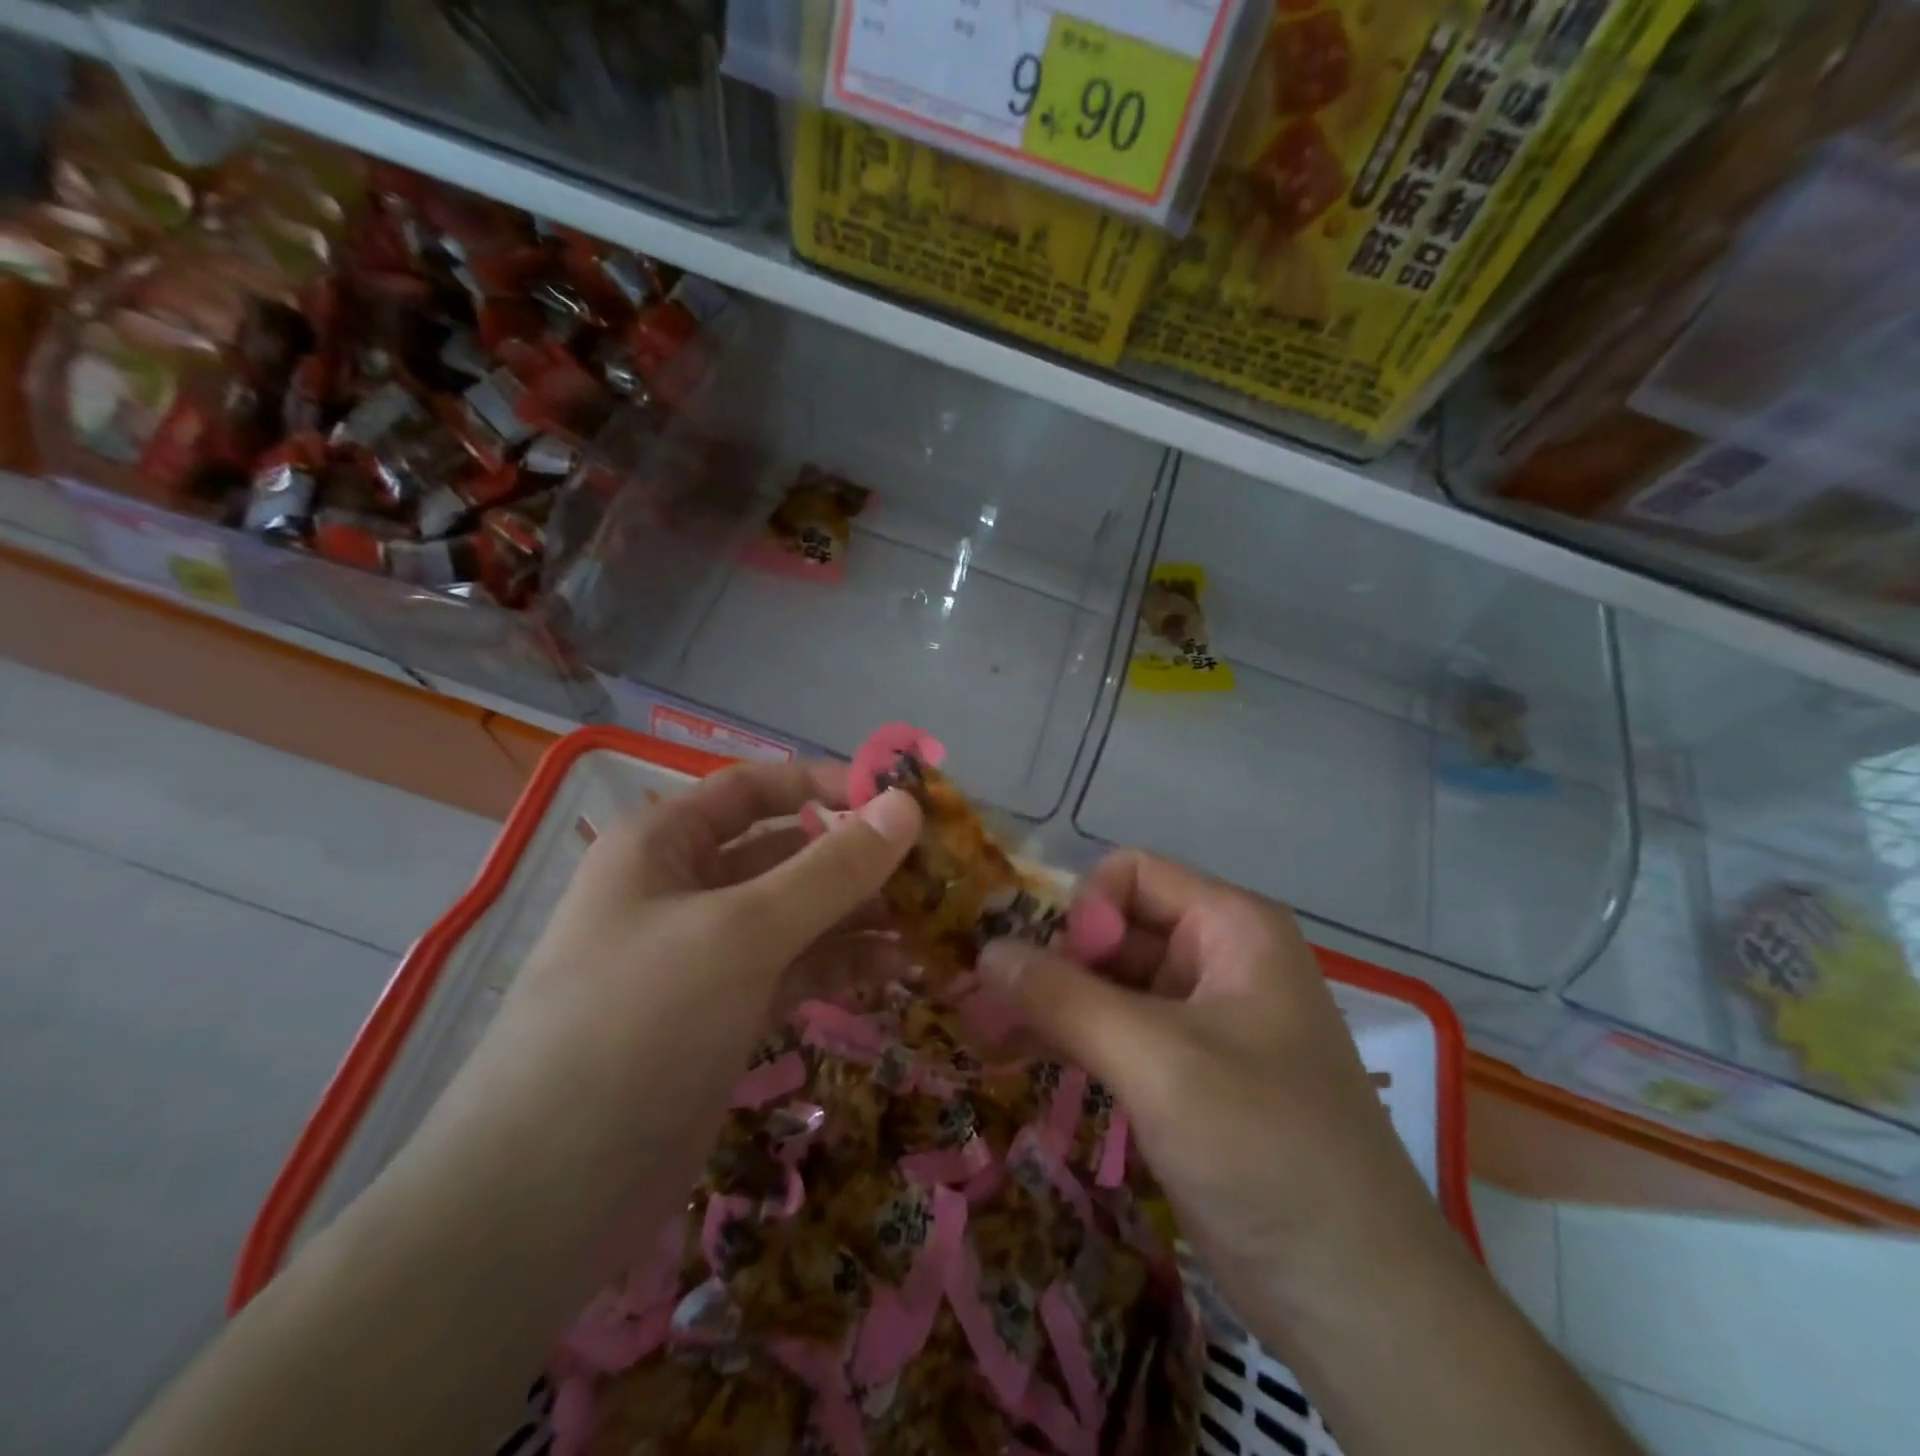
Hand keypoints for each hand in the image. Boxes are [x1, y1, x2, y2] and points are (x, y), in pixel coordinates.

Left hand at [515, 760, 924, 1032]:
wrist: (544, 1198)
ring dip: (860, 915)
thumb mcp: (742, 932)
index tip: (899, 799)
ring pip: (798, 916)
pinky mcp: (726, 1014)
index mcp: (664, 845)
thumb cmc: (638, 1024)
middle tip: (936, 870)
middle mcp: (684, 890)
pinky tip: (897, 969)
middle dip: (856, 859)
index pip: (756, 789)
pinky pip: (796, 970)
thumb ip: (831, 869)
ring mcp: (706, 957)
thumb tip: (907, 806)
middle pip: (786, 853)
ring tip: (931, 923)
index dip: (826, 784)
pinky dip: (843, 965)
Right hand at [978, 850, 1456, 1349]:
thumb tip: (986, 949)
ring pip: (1108, 983)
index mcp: (1232, 927)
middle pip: (1115, 928)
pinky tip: (1017, 1055)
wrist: (1354, 1298)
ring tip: (983, 1030)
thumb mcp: (1157, 1062)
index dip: (1084, 911)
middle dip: (1052, 961)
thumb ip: (1064, 998)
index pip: (1132, 875)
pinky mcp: (1186, 1073)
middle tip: (986, 1005)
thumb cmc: (1264, 1149)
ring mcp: (1202, 1018)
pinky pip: (1116, 1032)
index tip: (1052, 972)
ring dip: (1050, 1003)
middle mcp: (1218, 958)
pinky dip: (1070, 1038)